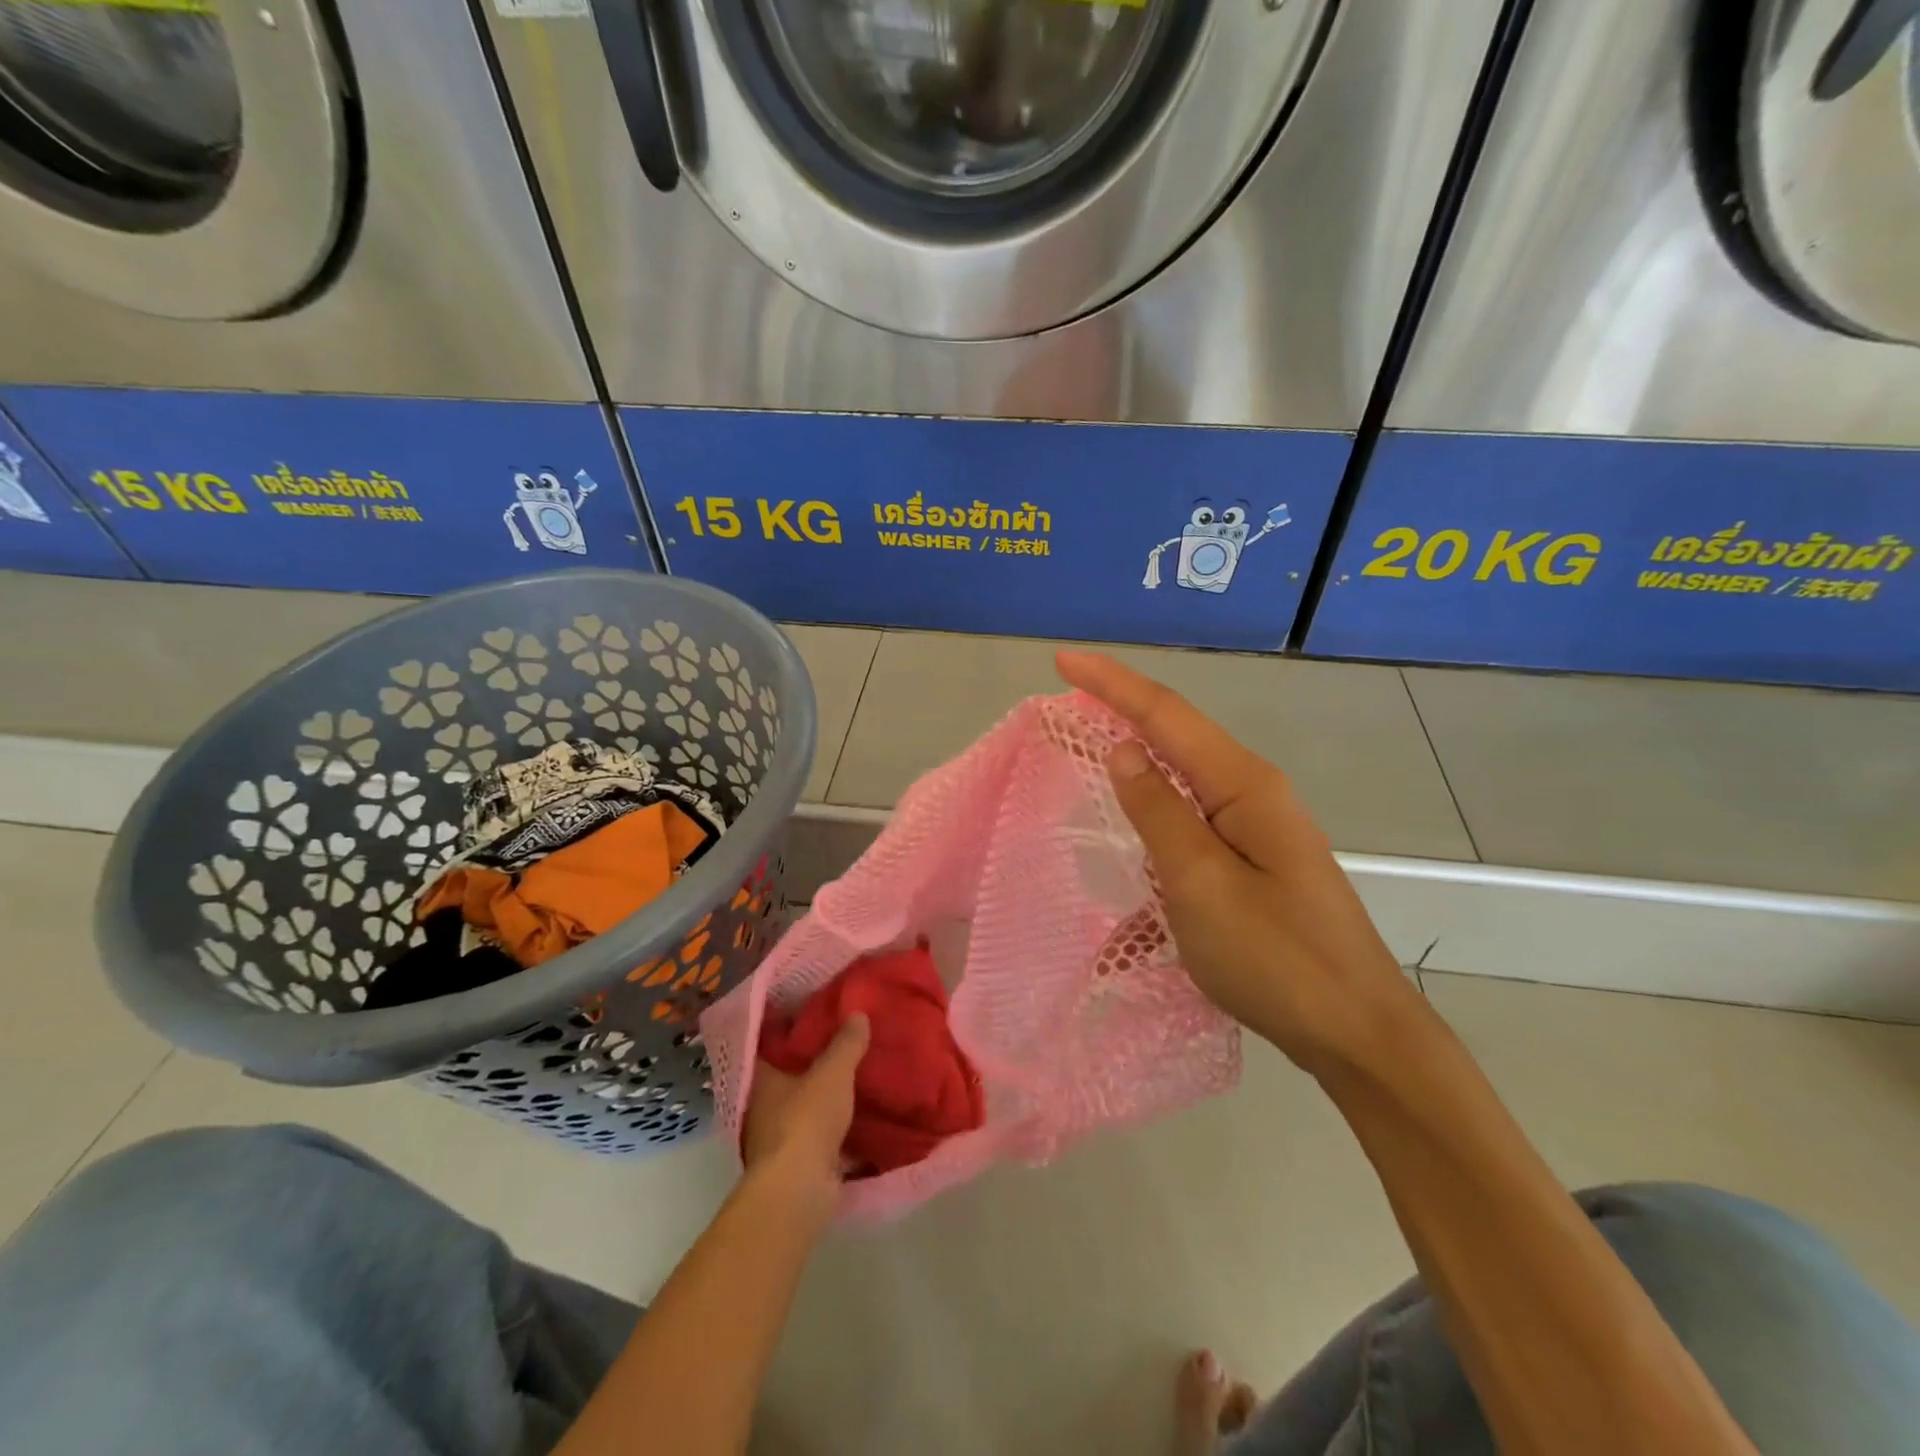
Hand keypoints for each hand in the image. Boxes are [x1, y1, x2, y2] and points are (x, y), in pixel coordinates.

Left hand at [741, 1015, 869, 1209]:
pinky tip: (860, 1118)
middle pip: (787, 1078)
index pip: (769, 1045)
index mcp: (761, 1079)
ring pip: (804, 1109)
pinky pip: (819, 1137)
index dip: (789, 1029)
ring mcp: (777, 1139)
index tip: (813, 1016)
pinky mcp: (796, 1165)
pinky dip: (836, 1130)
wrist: (798, 1191)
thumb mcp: (833, 1072)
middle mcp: (762, 1107)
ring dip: (824, 1099)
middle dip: (812, 1065)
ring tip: (856, 1079)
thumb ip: (846, 1043)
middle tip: (843, 1044)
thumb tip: (858, 1013)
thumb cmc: (806, 1120)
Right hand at [1056, 652, 1427, 1077]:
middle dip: (1121, 707)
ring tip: (1090, 745)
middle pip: (1175, 734)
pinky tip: (1132, 838)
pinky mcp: (1252, 860)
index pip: (1165, 714)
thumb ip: (1159, 811)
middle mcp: (1252, 793)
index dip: (1111, 683)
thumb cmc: (1276, 958)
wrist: (1356, 1032)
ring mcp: (1256, 827)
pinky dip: (1153, 816)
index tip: (1061, 659)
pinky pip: (1190, 821)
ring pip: (1182, 777)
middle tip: (1066, 698)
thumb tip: (1122, 750)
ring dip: (1136, 757)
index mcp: (1243, 785)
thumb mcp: (1200, 883)